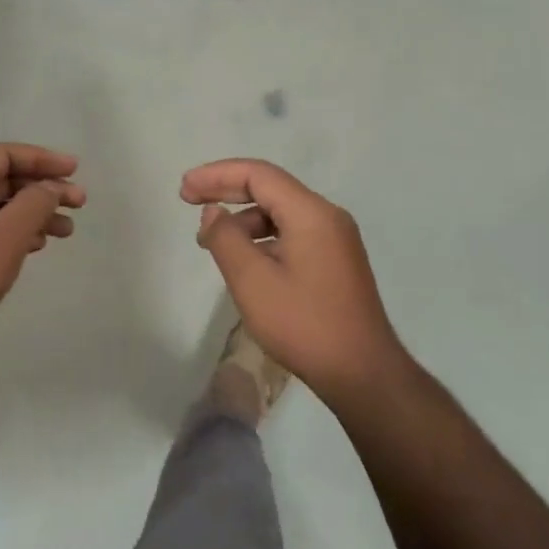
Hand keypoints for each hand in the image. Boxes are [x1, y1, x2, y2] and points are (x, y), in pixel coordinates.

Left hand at [0, 143, 84, 367]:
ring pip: (1, 207)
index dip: (42, 158)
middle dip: (44, 188)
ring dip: (35, 213)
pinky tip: (38, 246)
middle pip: (4, 179)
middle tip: (79, 202)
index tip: (74, 170)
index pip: (4, 155)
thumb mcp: (8, 235)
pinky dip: (18, 232)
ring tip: (67, 230)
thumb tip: (51, 186)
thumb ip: (35, 203)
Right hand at [181, 159, 405, 403]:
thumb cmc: (304, 324)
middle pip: (270, 188)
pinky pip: (292, 232)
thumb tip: (213, 211)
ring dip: (243, 218)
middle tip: (188, 198)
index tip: (184, 190)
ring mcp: (335, 239)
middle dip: (226, 189)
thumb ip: (226, 238)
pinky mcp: (336, 260)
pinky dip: (262, 237)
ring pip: (281, 212)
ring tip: (211, 241)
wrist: (363, 374)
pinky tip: (244, 259)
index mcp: (311, 213)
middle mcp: (327, 216)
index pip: (258, 175)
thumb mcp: (253, 281)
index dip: (216, 175)